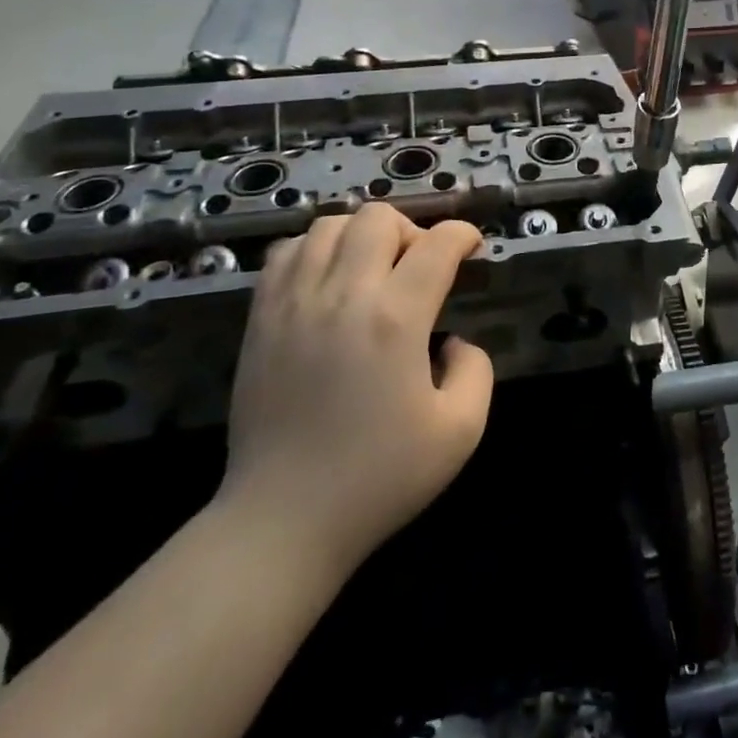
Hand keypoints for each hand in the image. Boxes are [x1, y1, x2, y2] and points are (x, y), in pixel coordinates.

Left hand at [217, 203, 490, 572]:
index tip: (472, 250)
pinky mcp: (261, 318)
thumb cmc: (378, 479)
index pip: (437, 244)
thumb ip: (476, 371)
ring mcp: (294, 302)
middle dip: (412, 230)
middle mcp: (344, 294)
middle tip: (420, 268)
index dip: (464, 236)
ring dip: (362, 235)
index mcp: (396, 319)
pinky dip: (314, 250)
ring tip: (372, 272)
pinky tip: (327, 282)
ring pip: (329, 225)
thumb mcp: (461, 432)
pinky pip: (286, 252)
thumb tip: (455, 341)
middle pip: (379, 218)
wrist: (283, 520)